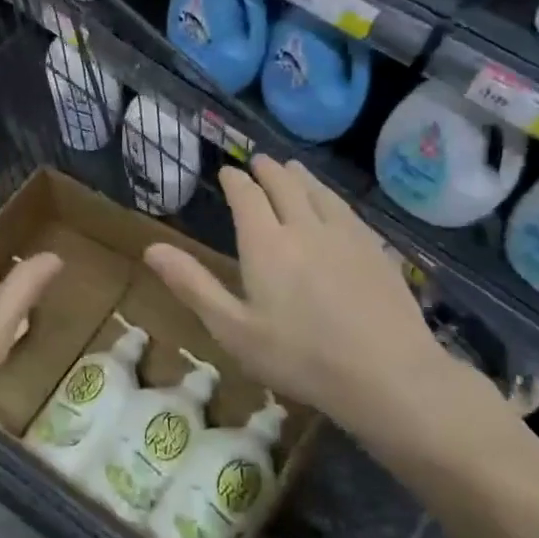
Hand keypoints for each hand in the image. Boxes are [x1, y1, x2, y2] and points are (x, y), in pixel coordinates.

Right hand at [143, 156, 478, 450]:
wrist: (388, 375)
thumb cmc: (298, 356)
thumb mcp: (232, 328)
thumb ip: (192, 284)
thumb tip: (150, 248)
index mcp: (265, 244)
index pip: (247, 196)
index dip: (235, 181)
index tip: (227, 172)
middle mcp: (305, 227)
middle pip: (285, 185)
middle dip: (268, 170)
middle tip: (258, 161)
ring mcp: (346, 236)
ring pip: (319, 192)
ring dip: (301, 177)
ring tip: (292, 168)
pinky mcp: (376, 251)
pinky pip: (347, 210)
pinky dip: (331, 196)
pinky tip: (333, 204)